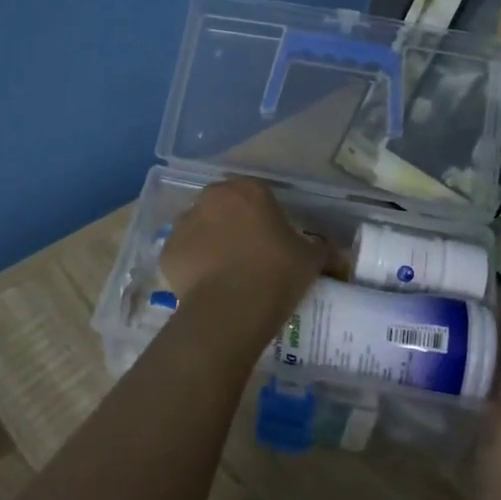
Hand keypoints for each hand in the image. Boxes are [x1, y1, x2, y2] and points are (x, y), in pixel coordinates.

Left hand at [161, 179, 328, 307]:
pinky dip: (193, 264)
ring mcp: (184, 222)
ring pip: (200, 227)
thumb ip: (321, 248)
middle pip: (224, 206)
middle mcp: (212, 198)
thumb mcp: (311, 259)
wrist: (231, 309)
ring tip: (226, 272)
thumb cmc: (276, 274)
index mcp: (248, 190)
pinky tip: (207, 285)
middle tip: (249, 253)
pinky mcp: (167, 249)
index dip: (266, 216)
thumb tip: (333, 251)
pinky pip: (184, 253)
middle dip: (234, 223)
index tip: (273, 239)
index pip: (258, 194)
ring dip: (211, 241)